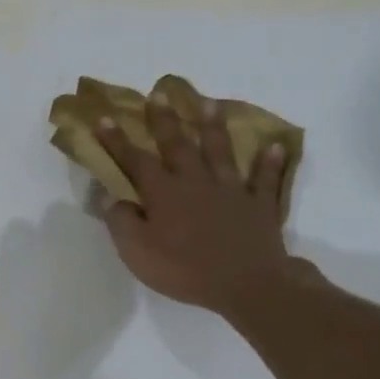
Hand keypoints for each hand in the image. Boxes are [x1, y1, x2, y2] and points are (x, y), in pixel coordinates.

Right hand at [97, 91, 305, 319]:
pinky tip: (276, 146)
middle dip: (165, 120)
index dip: (117, 140)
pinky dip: (270, 163)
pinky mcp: (260, 206)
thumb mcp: (137, 251)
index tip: (103, 117)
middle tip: (159, 94)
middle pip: (178, 145)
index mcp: (163, 193)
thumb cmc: (184, 270)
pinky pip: (266, 180)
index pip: (135, 161)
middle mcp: (196, 182)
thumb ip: (121, 220)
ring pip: (221, 152)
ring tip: (209, 104)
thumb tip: (109, 195)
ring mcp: (231, 190)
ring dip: (214, 127)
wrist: (246, 284)